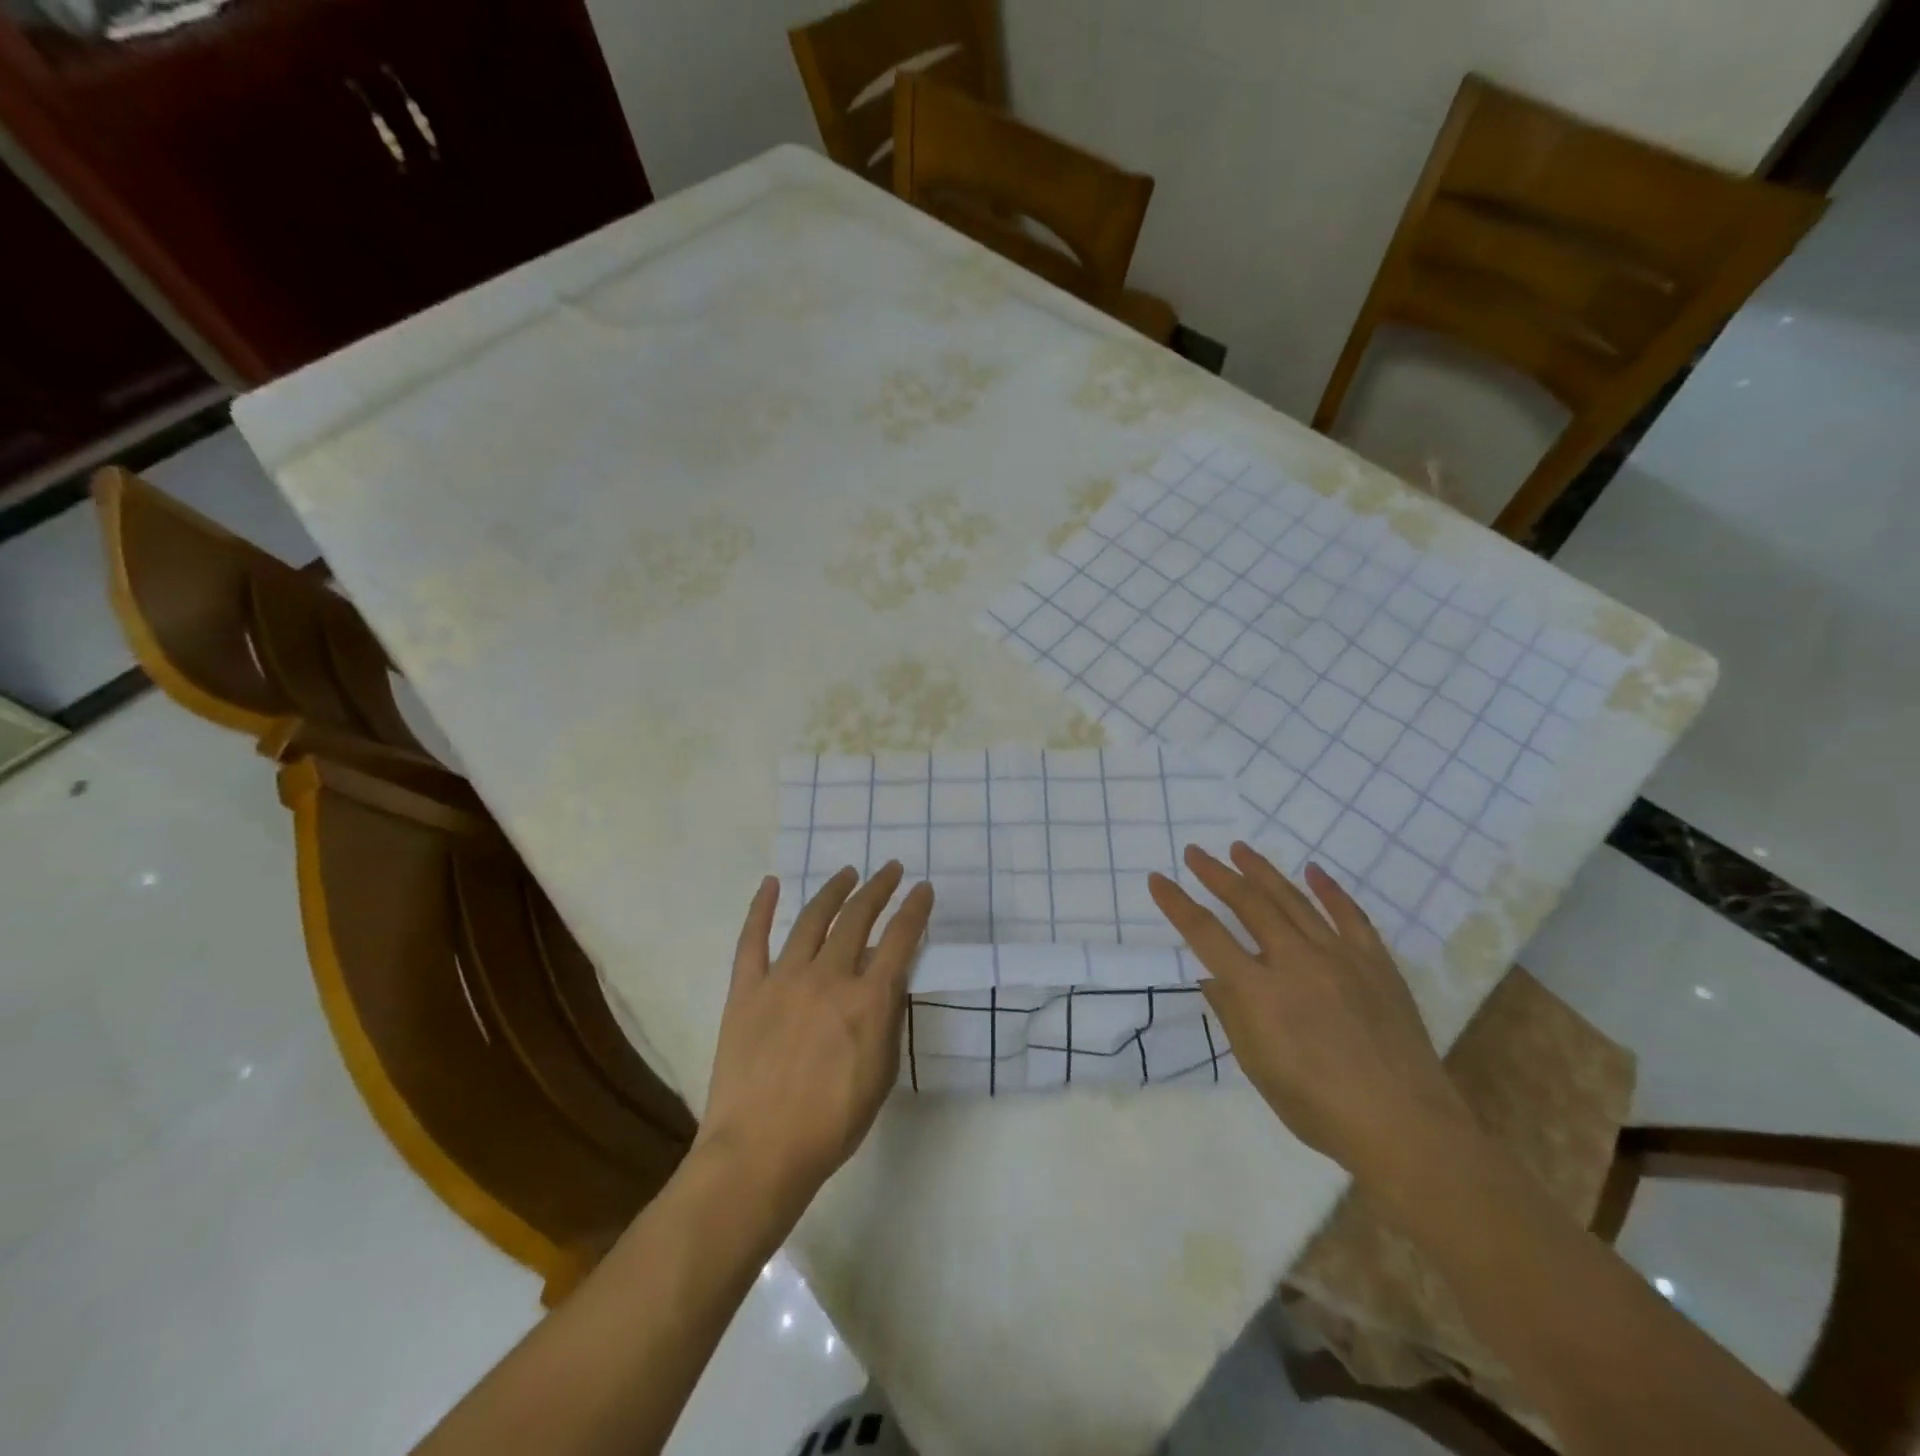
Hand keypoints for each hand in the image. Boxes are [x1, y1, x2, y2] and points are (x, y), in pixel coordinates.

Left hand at [697, 863, 933, 1212]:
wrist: (760, 1151)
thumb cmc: (832, 1123)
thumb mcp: (881, 1074)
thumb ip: (888, 1020)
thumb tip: (890, 981)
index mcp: (867, 1000)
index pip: (900, 939)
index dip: (915, 910)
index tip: (922, 889)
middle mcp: (828, 977)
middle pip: (858, 918)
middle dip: (879, 889)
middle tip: (890, 870)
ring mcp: (783, 979)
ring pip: (812, 919)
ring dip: (833, 891)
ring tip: (847, 872)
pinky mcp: (746, 989)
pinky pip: (752, 939)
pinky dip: (762, 908)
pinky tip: (773, 883)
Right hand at [1149, 843, 1468, 1182]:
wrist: (1405, 1127)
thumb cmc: (1319, 1108)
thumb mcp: (1258, 1068)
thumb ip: (1233, 1015)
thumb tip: (1213, 978)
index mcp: (1259, 992)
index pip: (1206, 934)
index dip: (1178, 904)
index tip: (1158, 879)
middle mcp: (1294, 962)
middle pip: (1248, 904)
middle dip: (1216, 874)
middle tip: (1195, 852)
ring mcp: (1339, 957)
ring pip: (1293, 900)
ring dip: (1262, 871)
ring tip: (1239, 849)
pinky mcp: (1375, 962)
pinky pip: (1350, 915)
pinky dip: (1329, 889)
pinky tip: (1313, 869)